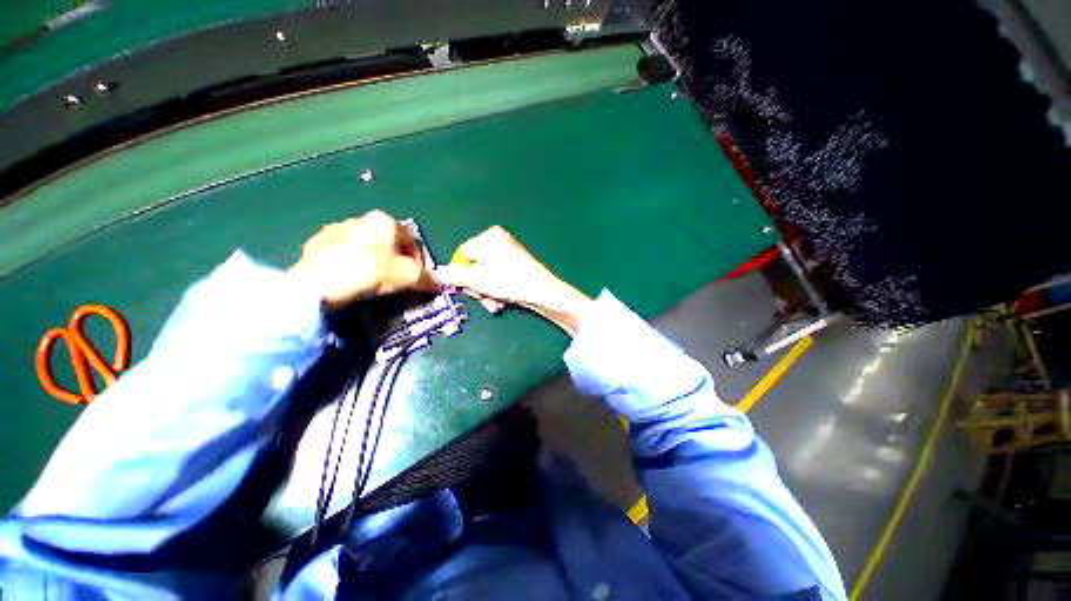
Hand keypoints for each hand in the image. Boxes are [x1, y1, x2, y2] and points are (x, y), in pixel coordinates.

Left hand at [290, 211, 433, 307]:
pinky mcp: (313, 245)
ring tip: (372, 283)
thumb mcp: (409, 276)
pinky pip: (340, 255)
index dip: (418, 260)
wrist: (320, 282)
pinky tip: (349, 282)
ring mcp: (333, 230)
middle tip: (396, 281)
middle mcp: (359, 219)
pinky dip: (349, 266)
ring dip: (371, 262)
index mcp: (383, 220)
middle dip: (394, 260)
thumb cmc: (373, 271)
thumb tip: (436, 283)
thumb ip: (426, 278)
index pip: (410, 239)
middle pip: (386, 242)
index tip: (417, 277)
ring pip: (362, 247)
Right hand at [433, 226, 590, 334]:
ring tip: (496, 305)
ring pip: (485, 274)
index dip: (463, 276)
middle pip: (474, 266)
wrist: (544, 293)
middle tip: (486, 300)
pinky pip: (496, 274)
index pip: (462, 256)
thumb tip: (434, 272)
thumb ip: (455, 276)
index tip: (469, 291)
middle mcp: (497, 239)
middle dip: (478, 287)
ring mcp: (507, 250)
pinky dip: (496, 288)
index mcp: (488, 237)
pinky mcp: (514, 261)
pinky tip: (502, 301)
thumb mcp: (479, 281)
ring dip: (487, 292)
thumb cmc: (511, 283)